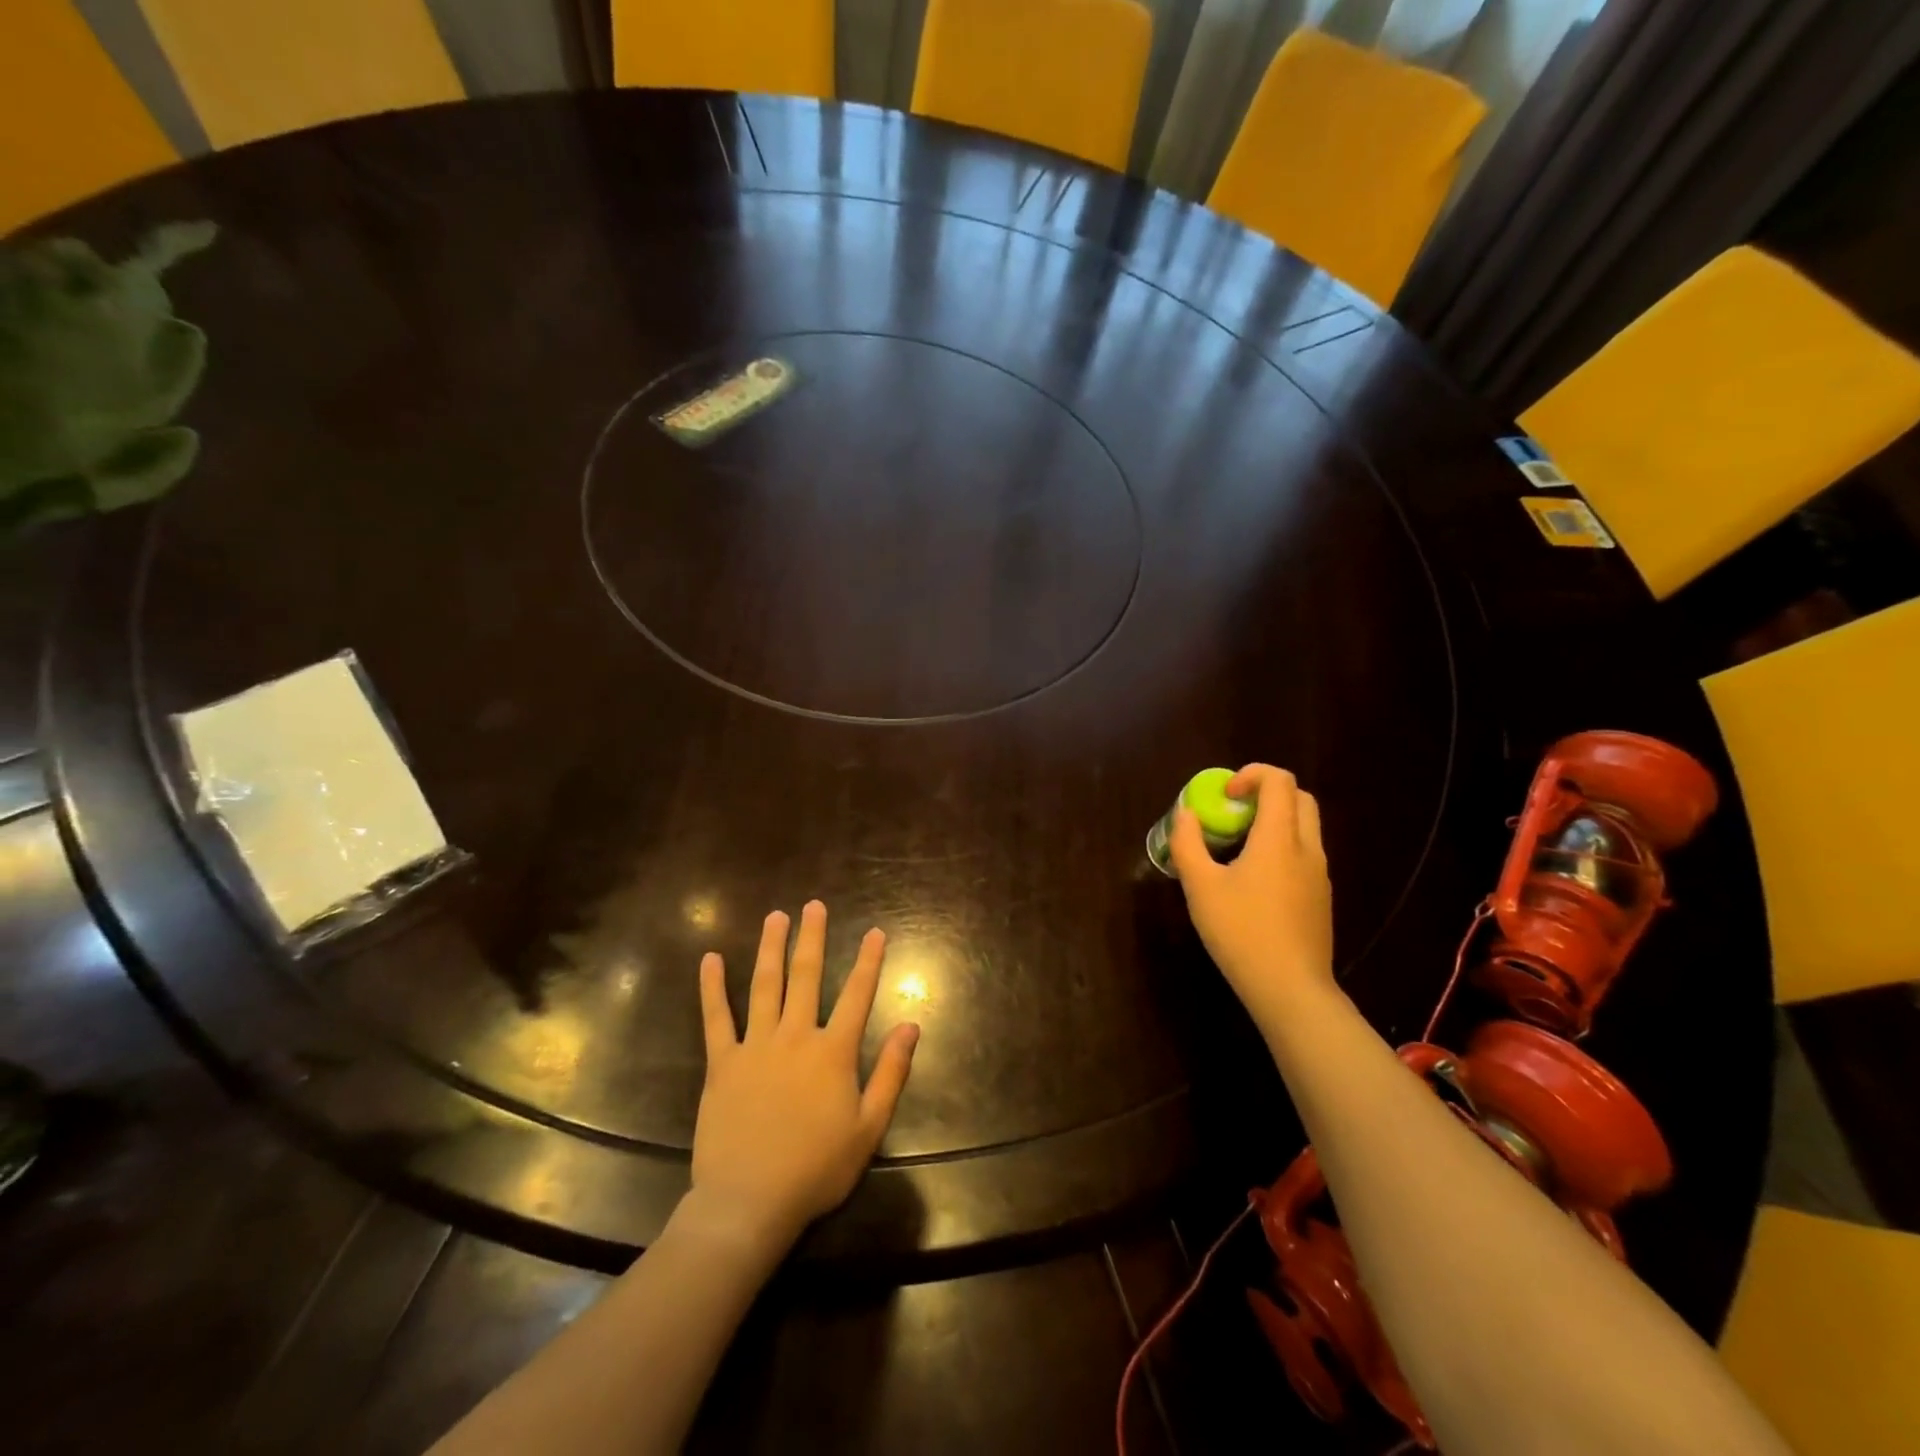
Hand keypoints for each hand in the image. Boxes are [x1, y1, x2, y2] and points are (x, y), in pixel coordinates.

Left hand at [692, 900, 919, 1250]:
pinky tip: (711, 959)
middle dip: (812, 938)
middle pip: (806, 976)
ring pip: (765, 985)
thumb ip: (891, 1072)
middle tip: (813, 905)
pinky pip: (716, 1018)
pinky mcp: (722, 1063)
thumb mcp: (869, 1127)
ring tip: (775, 916)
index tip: (875, 931)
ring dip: (771, 948)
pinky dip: (713, 987)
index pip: (857, 995)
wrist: (749, 1202)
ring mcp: (755, 1046)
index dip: (868, 961)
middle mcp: (795, 1036)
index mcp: (833, 1052)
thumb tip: (911, 1025)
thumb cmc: (816, 1169)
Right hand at [1169, 764, 1335, 1030]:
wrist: (1291, 989)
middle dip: (1266, 793)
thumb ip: (1188, 844)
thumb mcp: (1200, 887)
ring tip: (1238, 847)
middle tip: (1233, 813)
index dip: (1251, 774)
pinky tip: (1254, 881)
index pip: (1279, 781)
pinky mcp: (1321, 897)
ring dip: (1274, 821)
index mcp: (1280, 839)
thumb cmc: (1241, 932)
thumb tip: (1186, 814)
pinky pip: (1304, 854)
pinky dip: (1281, 847)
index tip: (1224, 796)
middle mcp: (1307, 849)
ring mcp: (1319, 874)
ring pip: (1304, 828)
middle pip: (1299, 798)